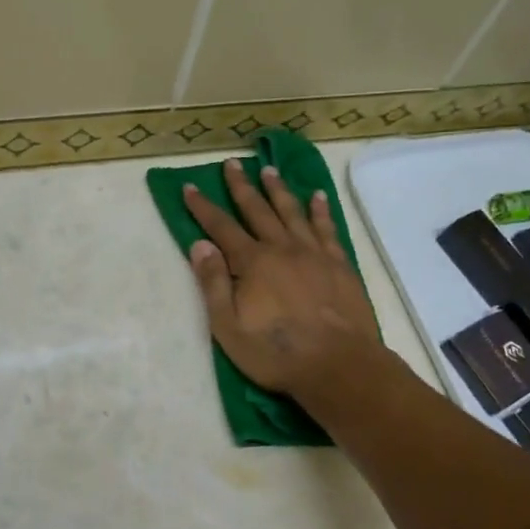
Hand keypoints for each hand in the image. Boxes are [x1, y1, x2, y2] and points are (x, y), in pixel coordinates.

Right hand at [183, 160, 376, 397]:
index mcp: (252, 263)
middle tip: (232, 163)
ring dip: (278, 190)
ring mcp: (314, 253)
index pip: (221, 228)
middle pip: (257, 210)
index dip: (203, 207)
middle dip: (241, 186)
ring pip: (292, 212)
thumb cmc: (277, 352)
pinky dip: (320, 210)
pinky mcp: (339, 264)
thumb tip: (199, 244)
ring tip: (269, 170)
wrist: (339, 364)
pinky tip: (317, 197)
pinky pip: (327, 228)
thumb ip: (214, 283)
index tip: (190, 187)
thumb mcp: (229, 326)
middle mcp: (282, 248)